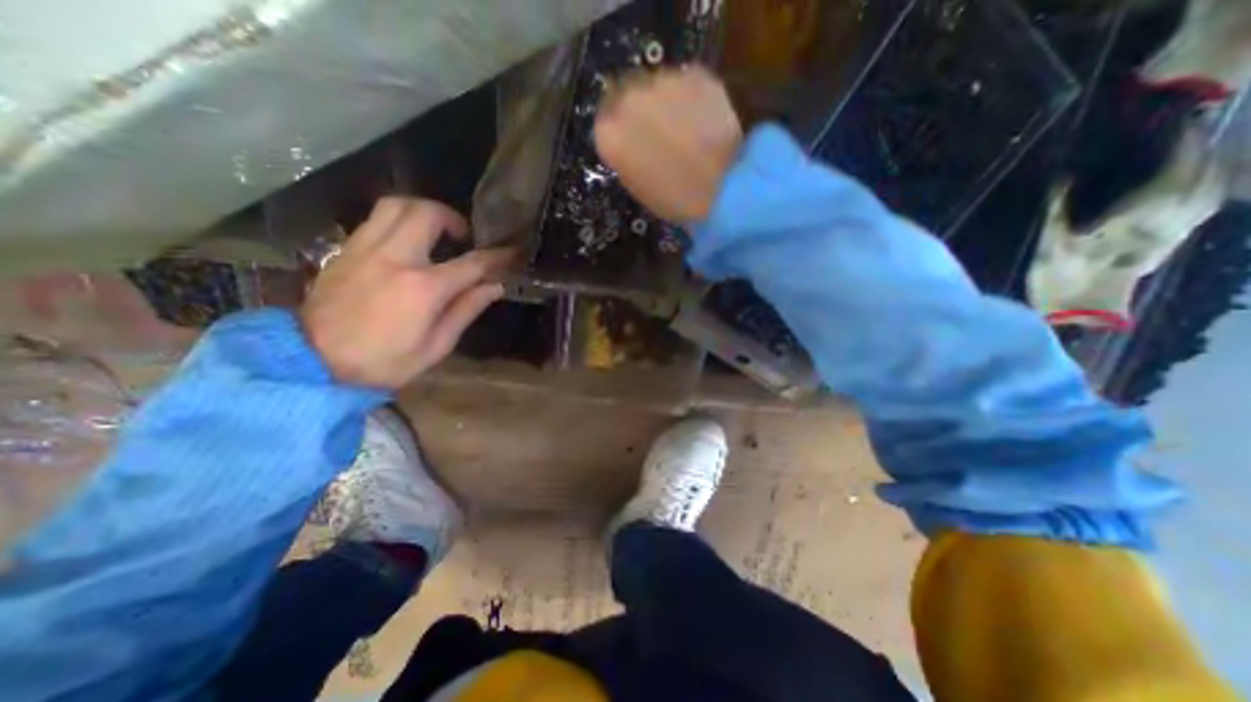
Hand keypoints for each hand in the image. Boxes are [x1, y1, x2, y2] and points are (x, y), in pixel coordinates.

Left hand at [298, 198, 510, 388]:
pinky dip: (398, 220)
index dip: (496, 256)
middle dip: (453, 218)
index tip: (511, 252)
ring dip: (422, 210)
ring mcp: (365, 249)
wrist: (311, 363)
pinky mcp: (345, 250)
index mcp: (424, 288)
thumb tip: (493, 287)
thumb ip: (466, 310)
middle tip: (462, 236)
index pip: (472, 263)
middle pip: (427, 213)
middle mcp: (396, 258)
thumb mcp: (436, 346)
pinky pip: (375, 219)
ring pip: (396, 205)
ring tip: (434, 230)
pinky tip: (406, 242)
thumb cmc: (384, 362)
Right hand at [592, 63, 734, 222]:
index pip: (606, 119)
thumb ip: (626, 153)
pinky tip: (703, 119)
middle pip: (628, 93)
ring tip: (685, 126)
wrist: (723, 189)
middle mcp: (629, 98)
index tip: (633, 137)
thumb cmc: (674, 199)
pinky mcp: (695, 74)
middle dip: (641, 109)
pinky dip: (692, 97)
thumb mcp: (637, 184)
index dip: (622, 127)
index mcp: (610, 133)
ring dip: (667, 100)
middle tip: (659, 129)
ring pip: (658, 84)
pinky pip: (686, 83)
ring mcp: (663, 81)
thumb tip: (630, 138)